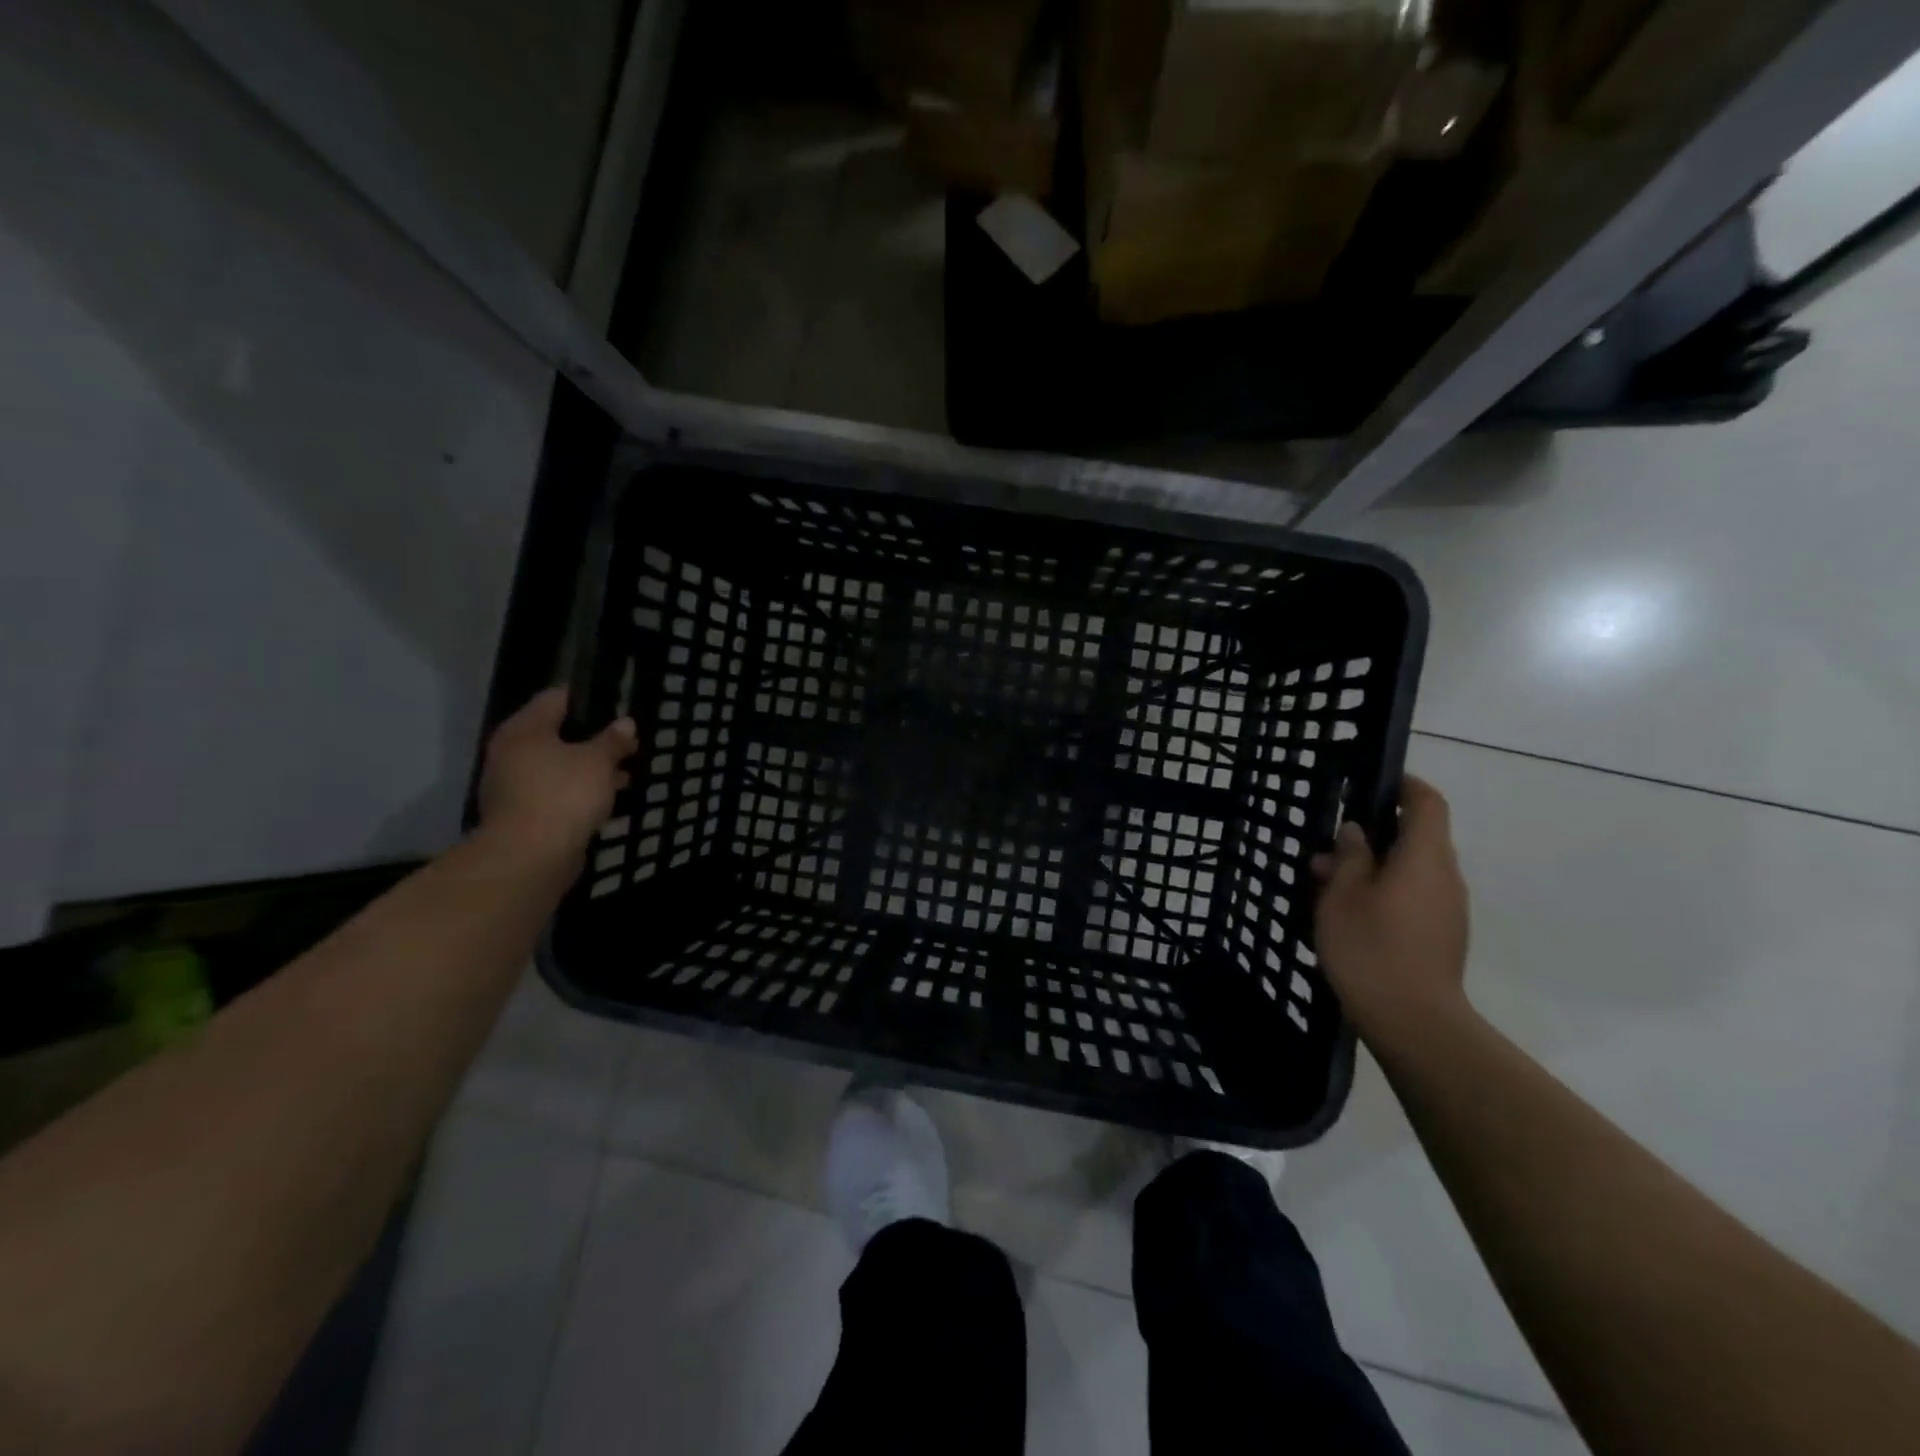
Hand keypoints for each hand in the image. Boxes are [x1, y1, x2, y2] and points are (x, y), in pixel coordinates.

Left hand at [477, 688, 637, 863]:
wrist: (530, 857)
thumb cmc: (564, 794)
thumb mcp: (598, 761)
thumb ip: (613, 740)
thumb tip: (625, 723)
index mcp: (524, 729)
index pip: (555, 698)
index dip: (588, 699)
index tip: (616, 706)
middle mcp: (511, 752)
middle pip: (556, 734)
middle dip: (592, 740)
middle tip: (626, 743)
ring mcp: (513, 785)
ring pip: (558, 767)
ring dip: (588, 770)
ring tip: (624, 775)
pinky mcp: (522, 814)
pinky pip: (556, 794)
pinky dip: (578, 794)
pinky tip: (606, 801)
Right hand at [1312, 776, 1470, 1050]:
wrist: (1413, 1022)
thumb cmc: (1371, 947)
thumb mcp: (1342, 895)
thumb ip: (1350, 857)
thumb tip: (1356, 830)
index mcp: (1425, 857)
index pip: (1427, 803)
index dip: (1403, 786)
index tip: (1371, 785)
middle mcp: (1445, 877)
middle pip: (1416, 838)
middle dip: (1371, 836)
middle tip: (1326, 850)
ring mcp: (1448, 909)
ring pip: (1410, 870)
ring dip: (1372, 867)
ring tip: (1325, 885)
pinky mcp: (1442, 935)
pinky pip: (1413, 896)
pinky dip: (1383, 892)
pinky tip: (1347, 914)